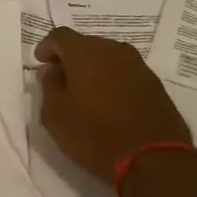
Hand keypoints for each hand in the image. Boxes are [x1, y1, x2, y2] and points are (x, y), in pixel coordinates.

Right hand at [34, 27, 191, 183]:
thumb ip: (48, 86)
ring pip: (108, 58)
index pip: (60, 36)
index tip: (40, 63)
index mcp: (86, 52)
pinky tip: (109, 103)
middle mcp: (114, 50)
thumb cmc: (95, 135)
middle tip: (61, 80)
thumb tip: (52, 71)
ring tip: (85, 93)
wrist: (153, 160)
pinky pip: (126, 74)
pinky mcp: (155, 85)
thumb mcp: (55, 115)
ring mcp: (139, 66)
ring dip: (94, 70)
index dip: (46, 47)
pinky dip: (113, 82)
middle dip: (70, 58)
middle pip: (86, 44)